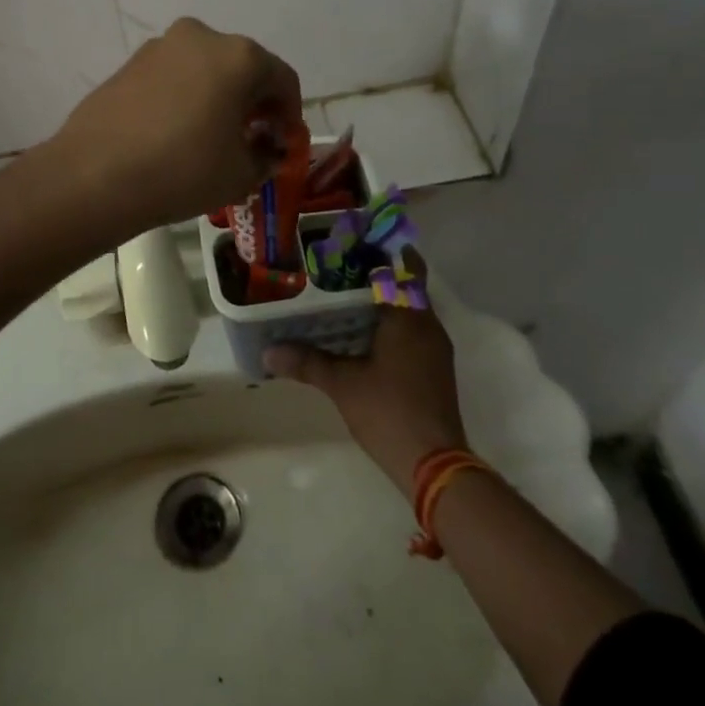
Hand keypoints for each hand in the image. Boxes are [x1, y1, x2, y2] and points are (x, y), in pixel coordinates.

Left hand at [45, 18, 300, 237]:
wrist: (95, 176)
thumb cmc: (183, 171)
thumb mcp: (241, 174)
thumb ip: (265, 157)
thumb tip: (265, 149)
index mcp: (239, 56)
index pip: (283, 79)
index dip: (289, 113)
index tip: (283, 142)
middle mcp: (201, 37)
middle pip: (242, 67)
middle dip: (253, 101)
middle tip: (251, 137)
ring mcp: (160, 46)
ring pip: (205, 68)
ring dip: (217, 96)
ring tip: (210, 136)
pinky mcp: (129, 63)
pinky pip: (172, 76)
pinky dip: (184, 96)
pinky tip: (175, 131)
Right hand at [265, 264, 469, 491]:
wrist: (434, 464)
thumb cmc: (388, 410)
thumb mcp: (342, 384)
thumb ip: (307, 362)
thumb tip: (269, 351)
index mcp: (409, 317)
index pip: (406, 267)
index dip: (386, 250)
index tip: (357, 241)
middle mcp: (428, 326)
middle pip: (406, 287)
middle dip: (376, 275)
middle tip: (338, 268)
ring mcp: (435, 350)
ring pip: (409, 312)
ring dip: (383, 303)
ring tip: (343, 297)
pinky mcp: (434, 370)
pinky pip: (412, 333)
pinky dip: (390, 326)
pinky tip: (361, 336)